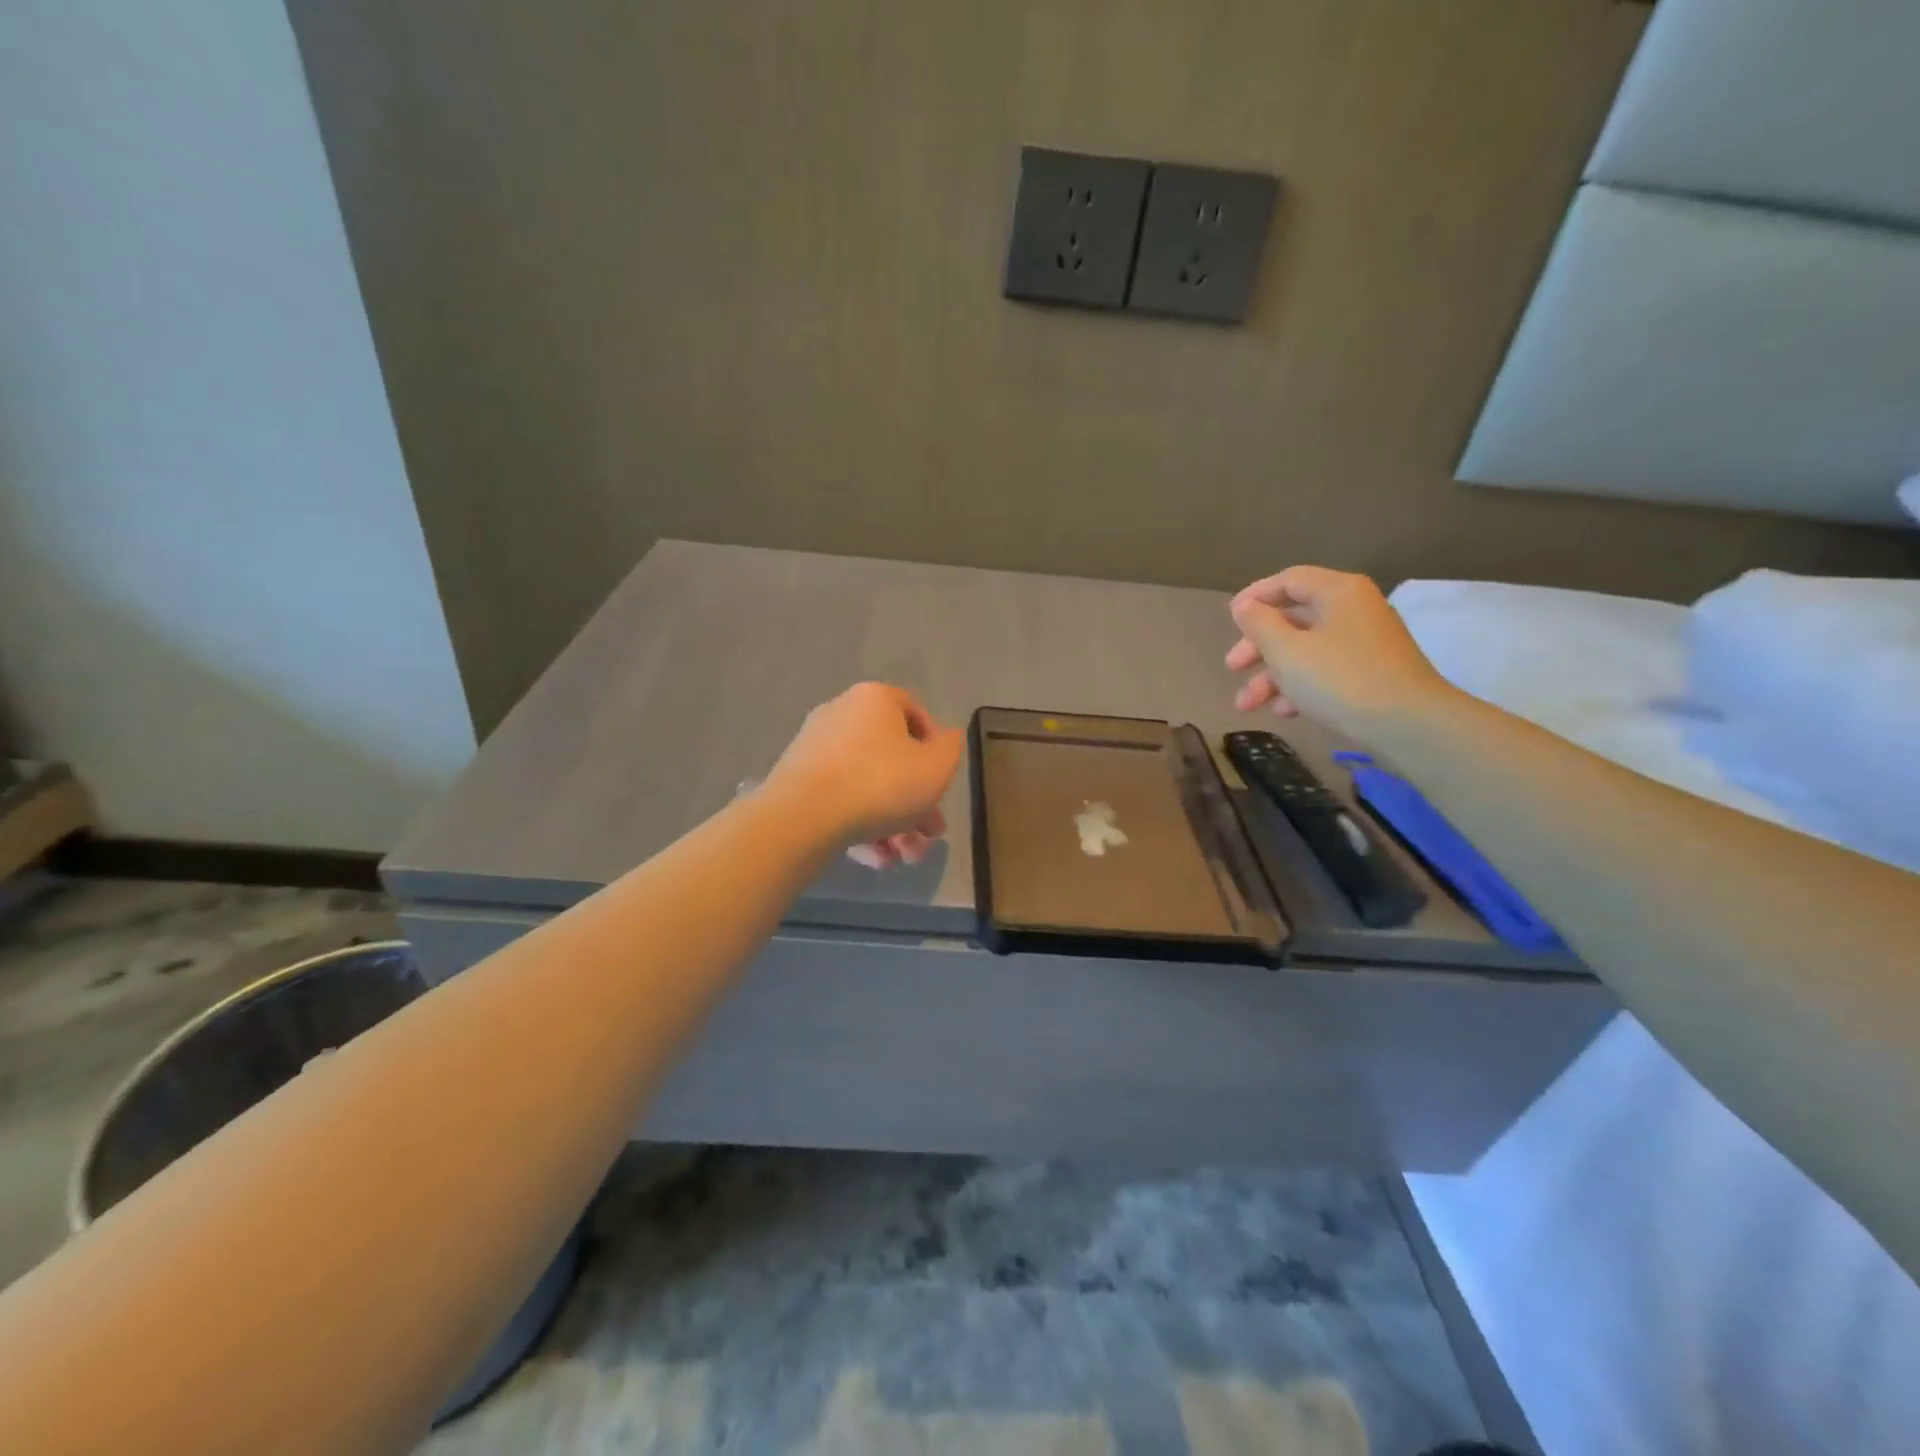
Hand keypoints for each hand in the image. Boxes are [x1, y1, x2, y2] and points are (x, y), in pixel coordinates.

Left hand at [763, 682, 963, 868]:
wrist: (803, 818)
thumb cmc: (881, 784)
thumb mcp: (936, 767)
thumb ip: (950, 748)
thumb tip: (945, 738)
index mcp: (875, 699)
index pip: (915, 714)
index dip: (935, 750)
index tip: (941, 784)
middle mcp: (841, 714)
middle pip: (891, 759)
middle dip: (915, 803)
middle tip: (928, 836)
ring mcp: (814, 748)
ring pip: (866, 785)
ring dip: (891, 822)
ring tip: (902, 857)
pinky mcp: (796, 781)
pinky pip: (839, 799)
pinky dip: (860, 825)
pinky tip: (875, 858)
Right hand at [1224, 567, 1453, 735]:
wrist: (1409, 725)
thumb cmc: (1340, 679)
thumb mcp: (1286, 651)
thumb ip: (1259, 624)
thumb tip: (1245, 606)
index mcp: (1338, 592)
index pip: (1289, 580)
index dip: (1255, 596)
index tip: (1230, 617)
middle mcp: (1354, 610)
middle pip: (1294, 618)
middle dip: (1257, 646)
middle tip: (1232, 667)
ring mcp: (1366, 643)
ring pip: (1306, 649)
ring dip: (1272, 675)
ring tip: (1246, 704)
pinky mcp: (1372, 673)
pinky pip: (1326, 670)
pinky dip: (1300, 686)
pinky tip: (1283, 711)